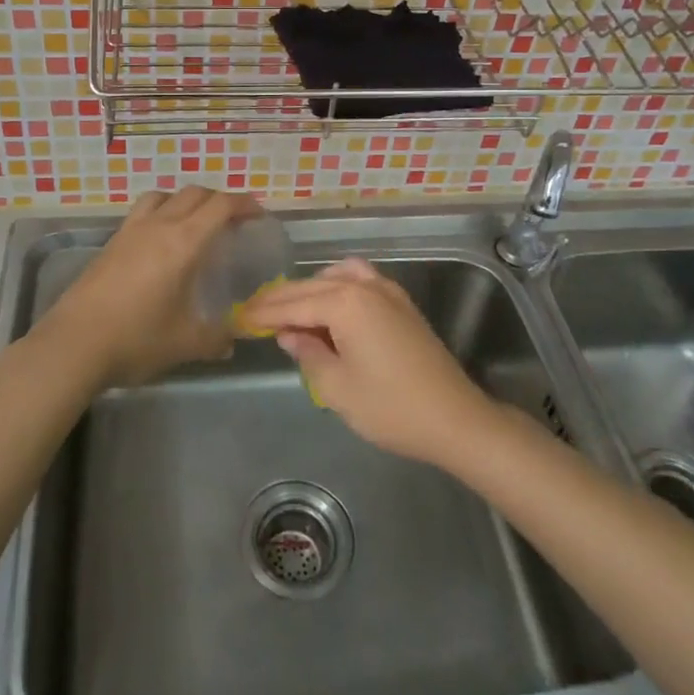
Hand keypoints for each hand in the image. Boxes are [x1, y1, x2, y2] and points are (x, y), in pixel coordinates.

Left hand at [43, 186, 261, 387]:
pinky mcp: (110, 243)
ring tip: (193, 223)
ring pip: (163, 196)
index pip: (221, 205)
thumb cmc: (136, 339)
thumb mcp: (186, 343)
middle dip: (218, 200)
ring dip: (184, 201)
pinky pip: (141, 212)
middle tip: (232, 221)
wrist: (73, 344)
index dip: (244, 204)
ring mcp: (130, 231)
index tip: (258, 215)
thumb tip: (232, 340)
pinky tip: (159, 244)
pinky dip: (160, 213)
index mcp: (184, 242)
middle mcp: (158, 226)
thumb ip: (216, 338)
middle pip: (194, 193)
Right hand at [241, 258, 497, 465]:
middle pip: (312, 286)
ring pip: (337, 277)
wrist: (453, 418)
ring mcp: (387, 291)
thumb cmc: (390, 407)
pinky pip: (360, 281)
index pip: (294, 304)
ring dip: (311, 290)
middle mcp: (364, 287)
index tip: (240, 317)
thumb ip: (308, 354)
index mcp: (345, 303)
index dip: (265, 313)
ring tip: (291, 311)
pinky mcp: (401, 304)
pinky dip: (338, 286)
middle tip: (255, 313)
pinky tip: (330, 307)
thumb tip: (289, 334)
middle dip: (282, 299)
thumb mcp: (337, 387)